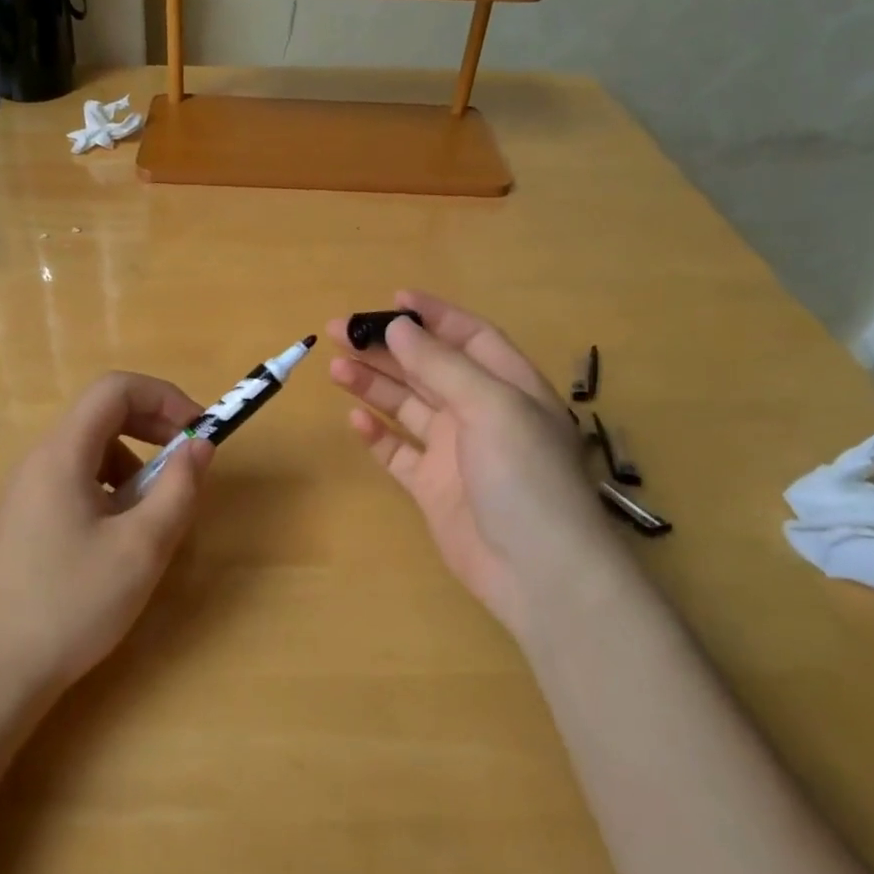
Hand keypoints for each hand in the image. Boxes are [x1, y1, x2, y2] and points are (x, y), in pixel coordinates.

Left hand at [0, 372, 213, 694]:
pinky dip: (113, 487)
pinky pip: (78, 478)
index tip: (198, 432)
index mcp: (62, 454)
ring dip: (136, 461)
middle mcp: (40, 459)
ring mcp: (29, 489)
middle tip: (189, 461)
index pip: (115, 389)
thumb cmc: (72, 604)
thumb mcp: (142, 547)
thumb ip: (178, 488)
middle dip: (154, 426)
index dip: (164, 397)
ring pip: (93, 448)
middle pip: (103, 413)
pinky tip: (122, 533)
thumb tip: (200, 444)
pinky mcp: (28, 517)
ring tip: (157, 509)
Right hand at [328, 291, 618, 637]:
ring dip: (374, 384)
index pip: (470, 338)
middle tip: (339, 331)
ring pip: (407, 406)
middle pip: (429, 369)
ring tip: (336, 368)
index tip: (391, 300)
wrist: (537, 572)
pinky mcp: (432, 487)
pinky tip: (355, 419)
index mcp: (509, 387)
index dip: (434, 316)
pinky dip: (377, 434)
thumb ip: (442, 366)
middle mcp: (481, 413)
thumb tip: (399, 327)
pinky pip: (398, 452)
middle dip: (387, 347)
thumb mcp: (491, 407)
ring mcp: (454, 452)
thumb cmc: (525, 477)